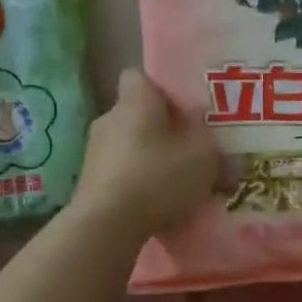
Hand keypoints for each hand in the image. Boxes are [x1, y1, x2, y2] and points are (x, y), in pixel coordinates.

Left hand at [70, 70, 219, 241]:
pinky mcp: (88, 182)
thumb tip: (213, 144)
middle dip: (161, 130)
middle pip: (138, 114)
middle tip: (189, 149)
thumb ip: (212, 145)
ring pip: (129, 145)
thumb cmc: (157, 177)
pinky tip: (156, 205)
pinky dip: (137, 184)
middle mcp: (109, 118)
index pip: (140, 76)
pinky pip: (120, 173)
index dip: (162, 89)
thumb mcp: (204, 157)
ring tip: (177, 183)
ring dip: (149, 159)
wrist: (107, 225)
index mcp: (135, 100)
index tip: (184, 109)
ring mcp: (94, 151)